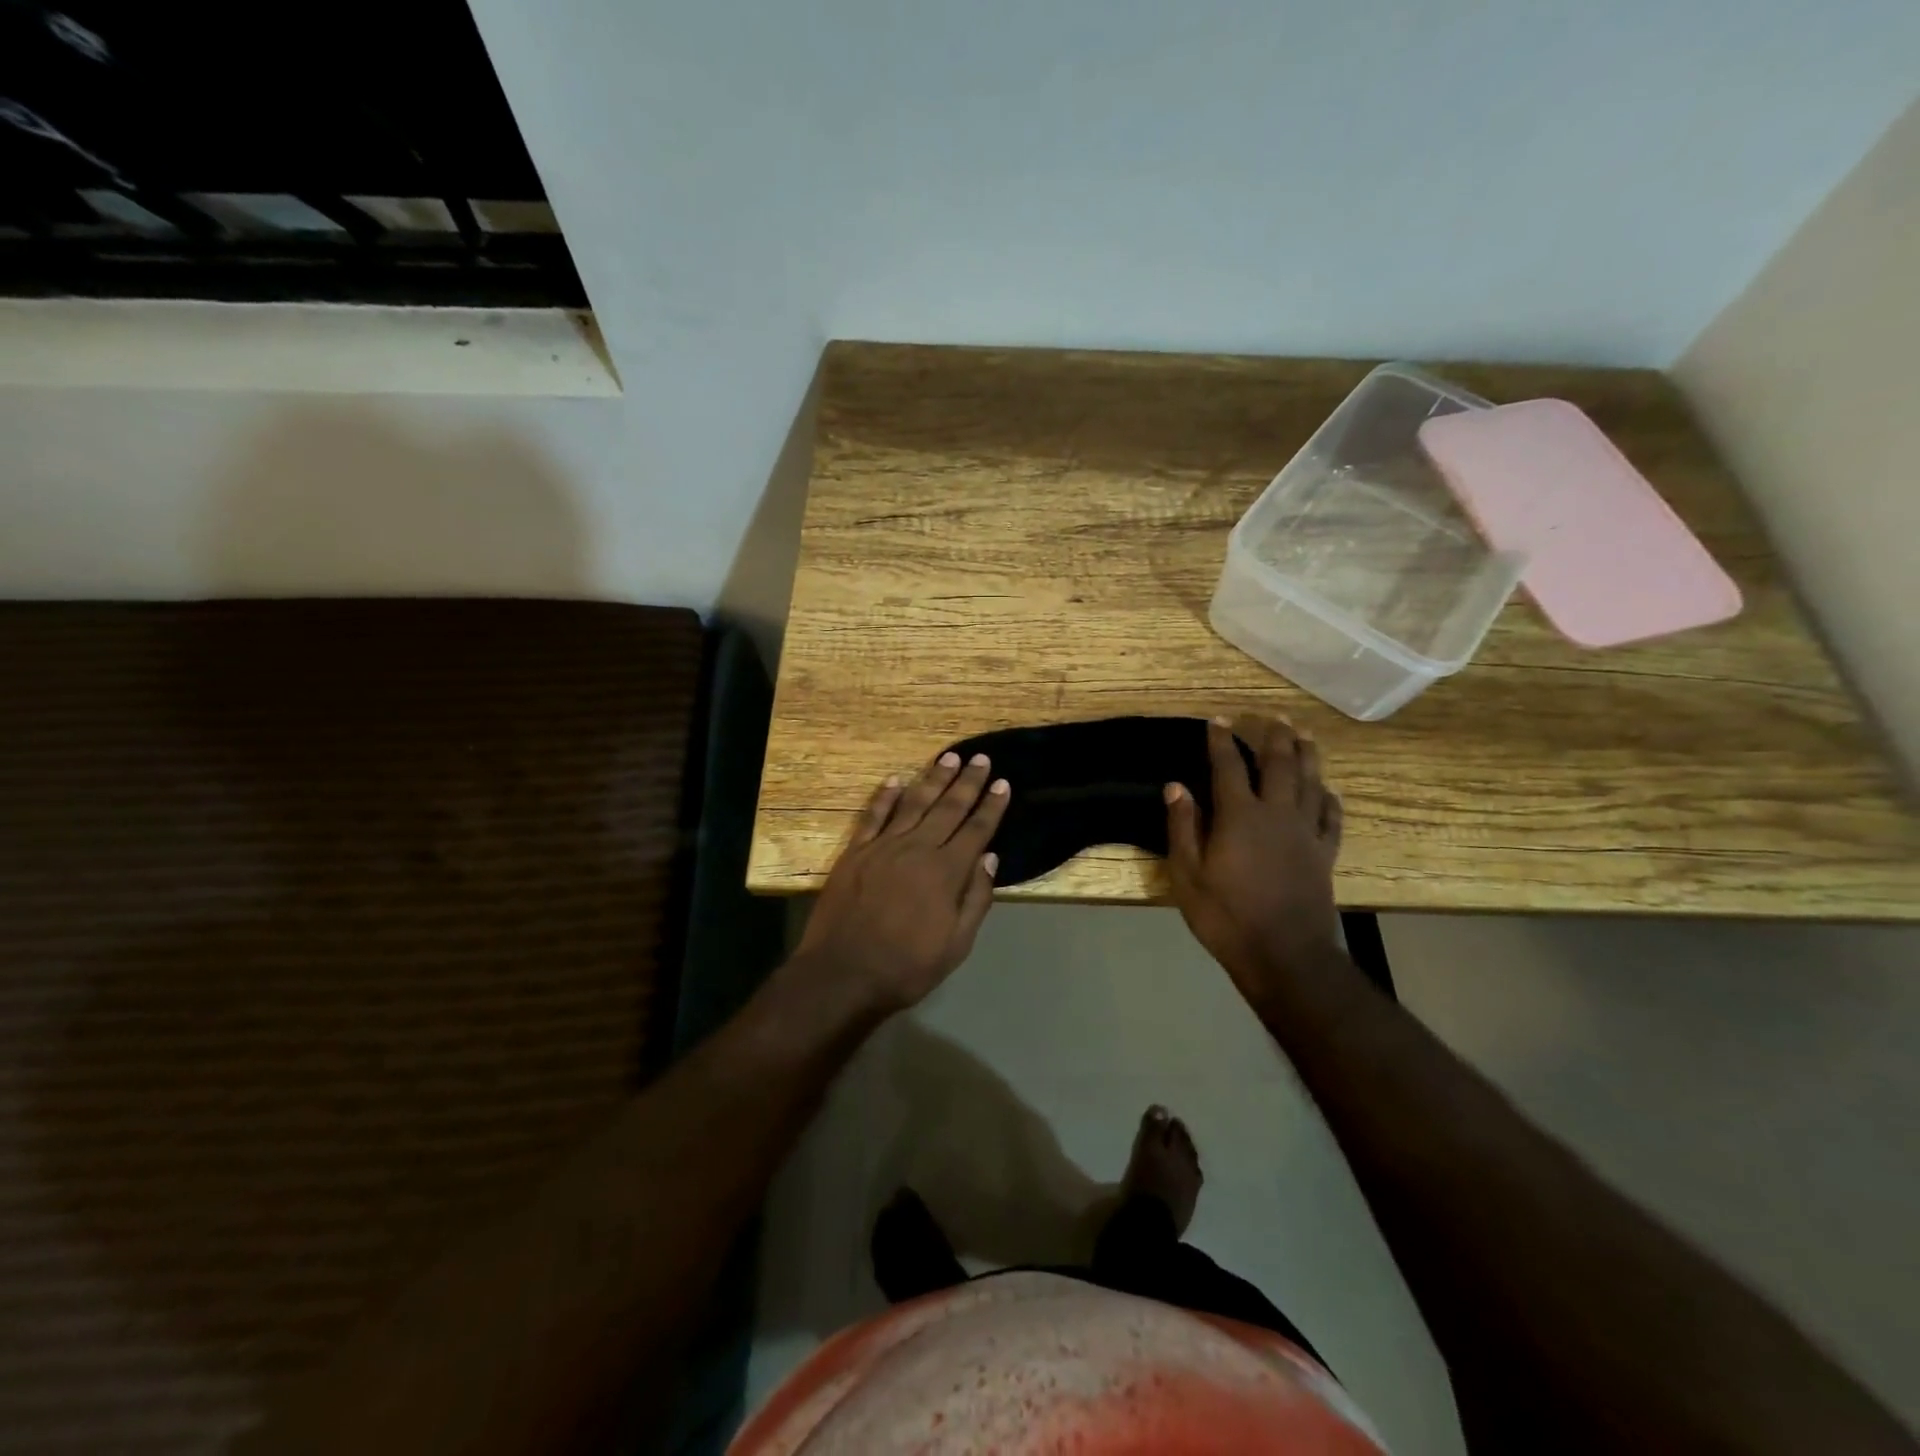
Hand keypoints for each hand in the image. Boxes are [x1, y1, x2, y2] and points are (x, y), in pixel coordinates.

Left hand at [795, 750, 1010, 1014]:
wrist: (843, 973)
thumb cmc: (906, 966)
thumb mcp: (956, 944)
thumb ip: (976, 898)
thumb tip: (990, 858)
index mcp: (946, 872)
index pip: (976, 830)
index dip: (991, 807)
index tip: (1003, 784)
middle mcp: (917, 849)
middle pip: (948, 808)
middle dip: (968, 782)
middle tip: (981, 759)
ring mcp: (883, 847)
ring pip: (914, 803)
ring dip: (933, 778)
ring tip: (949, 757)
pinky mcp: (855, 852)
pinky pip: (873, 815)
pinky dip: (885, 796)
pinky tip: (896, 779)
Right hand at [1164, 716, 1343, 1000]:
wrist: (1285, 956)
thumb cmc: (1226, 917)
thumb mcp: (1187, 876)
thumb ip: (1183, 828)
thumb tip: (1176, 786)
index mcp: (1239, 817)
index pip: (1228, 767)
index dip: (1221, 741)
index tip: (1217, 720)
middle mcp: (1276, 815)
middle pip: (1279, 765)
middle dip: (1275, 737)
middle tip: (1274, 716)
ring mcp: (1305, 834)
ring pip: (1311, 783)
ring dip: (1307, 755)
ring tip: (1305, 734)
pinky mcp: (1324, 855)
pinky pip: (1331, 818)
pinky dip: (1330, 799)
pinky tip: (1328, 791)